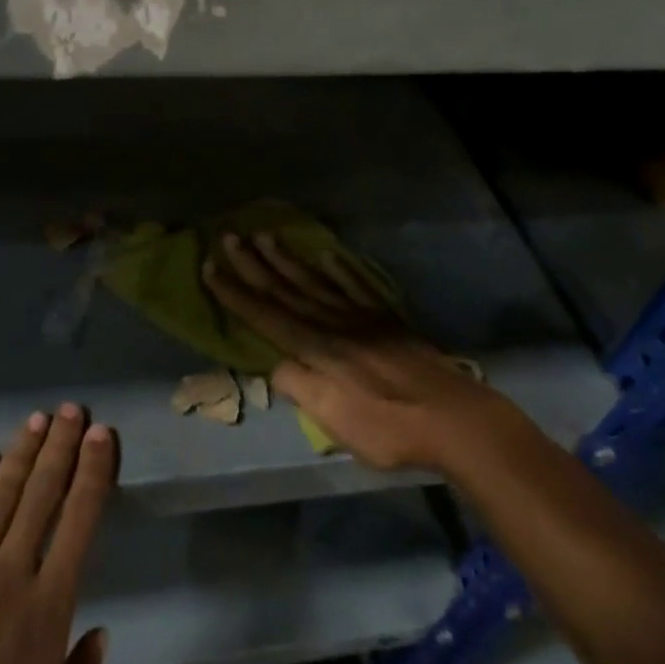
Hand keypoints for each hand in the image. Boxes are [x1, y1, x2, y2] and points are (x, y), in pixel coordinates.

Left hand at [0, 405, 117, 663]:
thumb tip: (100, 632)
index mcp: (49, 610)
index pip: (80, 522)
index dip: (93, 473)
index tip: (103, 436)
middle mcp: (10, 577)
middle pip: (41, 495)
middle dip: (61, 447)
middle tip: (74, 409)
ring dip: (21, 453)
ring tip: (38, 418)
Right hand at [203, 232, 507, 472]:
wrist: (454, 418)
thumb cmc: (389, 427)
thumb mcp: (335, 421)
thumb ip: (300, 388)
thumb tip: (272, 363)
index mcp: (315, 349)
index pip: (266, 315)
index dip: (236, 293)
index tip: (211, 267)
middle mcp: (333, 323)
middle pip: (286, 290)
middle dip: (254, 264)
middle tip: (229, 236)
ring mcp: (361, 317)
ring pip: (315, 281)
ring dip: (287, 259)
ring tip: (266, 236)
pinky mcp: (386, 318)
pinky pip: (355, 284)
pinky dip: (338, 267)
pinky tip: (326, 253)